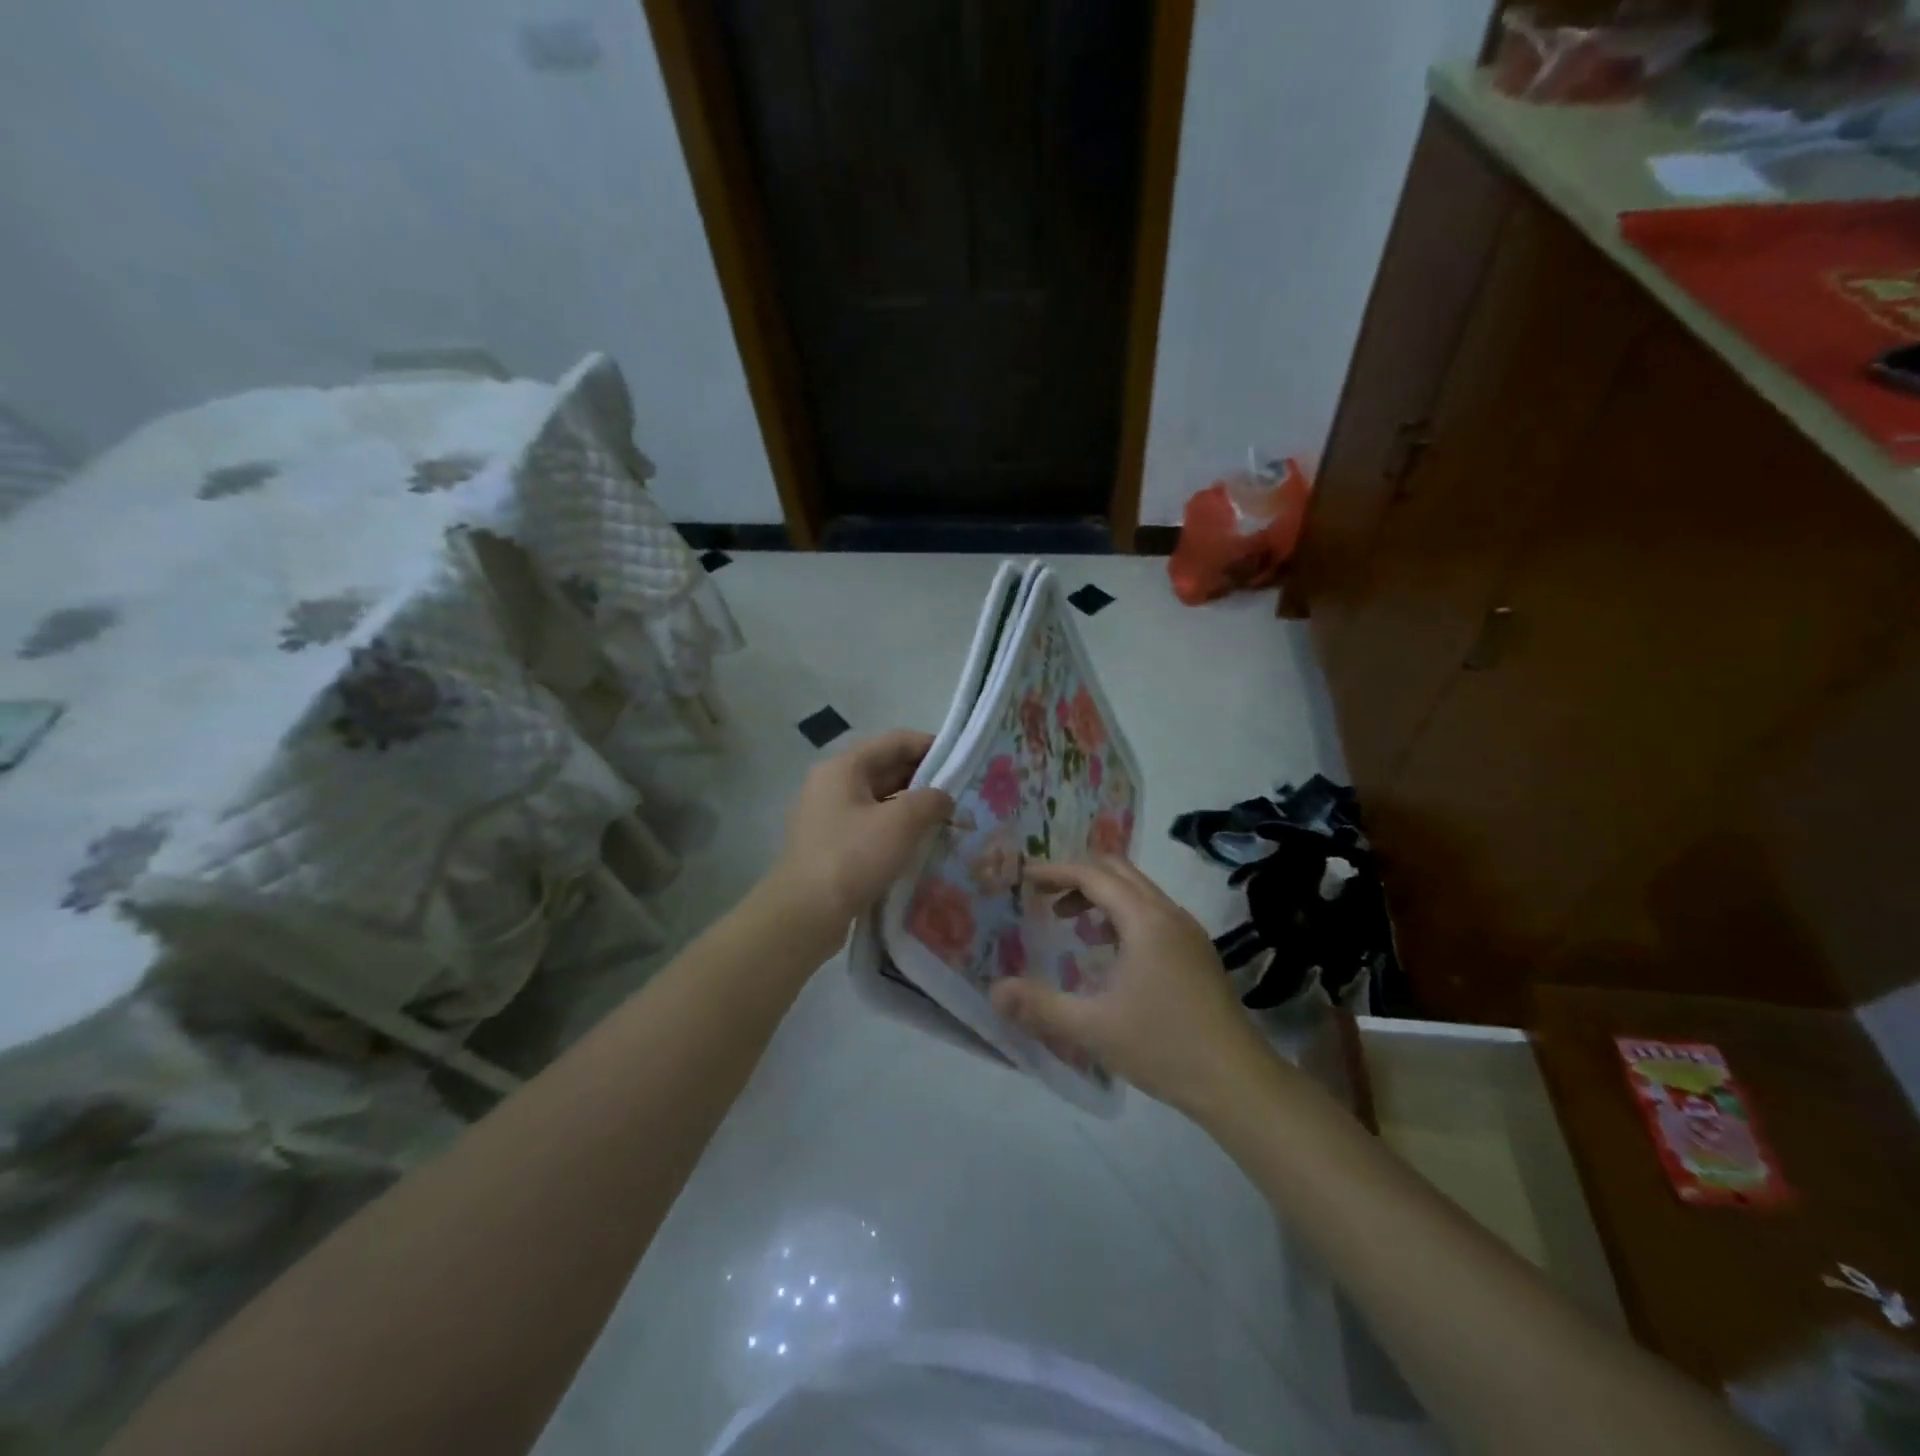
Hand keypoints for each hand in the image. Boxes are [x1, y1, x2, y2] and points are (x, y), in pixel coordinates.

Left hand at [768, 730, 953, 935]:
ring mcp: (827, 816)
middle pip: (885, 769)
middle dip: (924, 779)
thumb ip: (931, 800)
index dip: (931, 746)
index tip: (962, 760)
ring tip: (946, 820)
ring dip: (911, 807)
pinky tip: (919, 844)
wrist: (805, 914)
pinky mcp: (830, 845)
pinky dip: (895, 829)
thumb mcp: (901, 822)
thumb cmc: (853, 857)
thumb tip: (943, 797)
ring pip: (879, 800)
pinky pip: (870, 825)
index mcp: (844, 767)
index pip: (895, 742)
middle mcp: (832, 784)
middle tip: (961, 793)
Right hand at [989, 859, 1277, 1115]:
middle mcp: (1168, 913)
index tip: (1025, 877)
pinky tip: (1109, 951)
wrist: (1237, 1081)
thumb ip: (1040, 1006)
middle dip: (1078, 876)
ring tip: (1070, 923)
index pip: (1093, 875)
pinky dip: (1123, 913)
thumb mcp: (1093, 1028)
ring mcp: (1188, 931)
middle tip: (1044, 896)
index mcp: (1144, 920)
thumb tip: (995, 992)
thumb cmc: (1163, 1047)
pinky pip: (1152, 911)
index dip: (1056, 871)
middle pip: (1118, 871)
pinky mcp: (1197, 951)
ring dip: (1101, 895)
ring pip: (1138, 890)